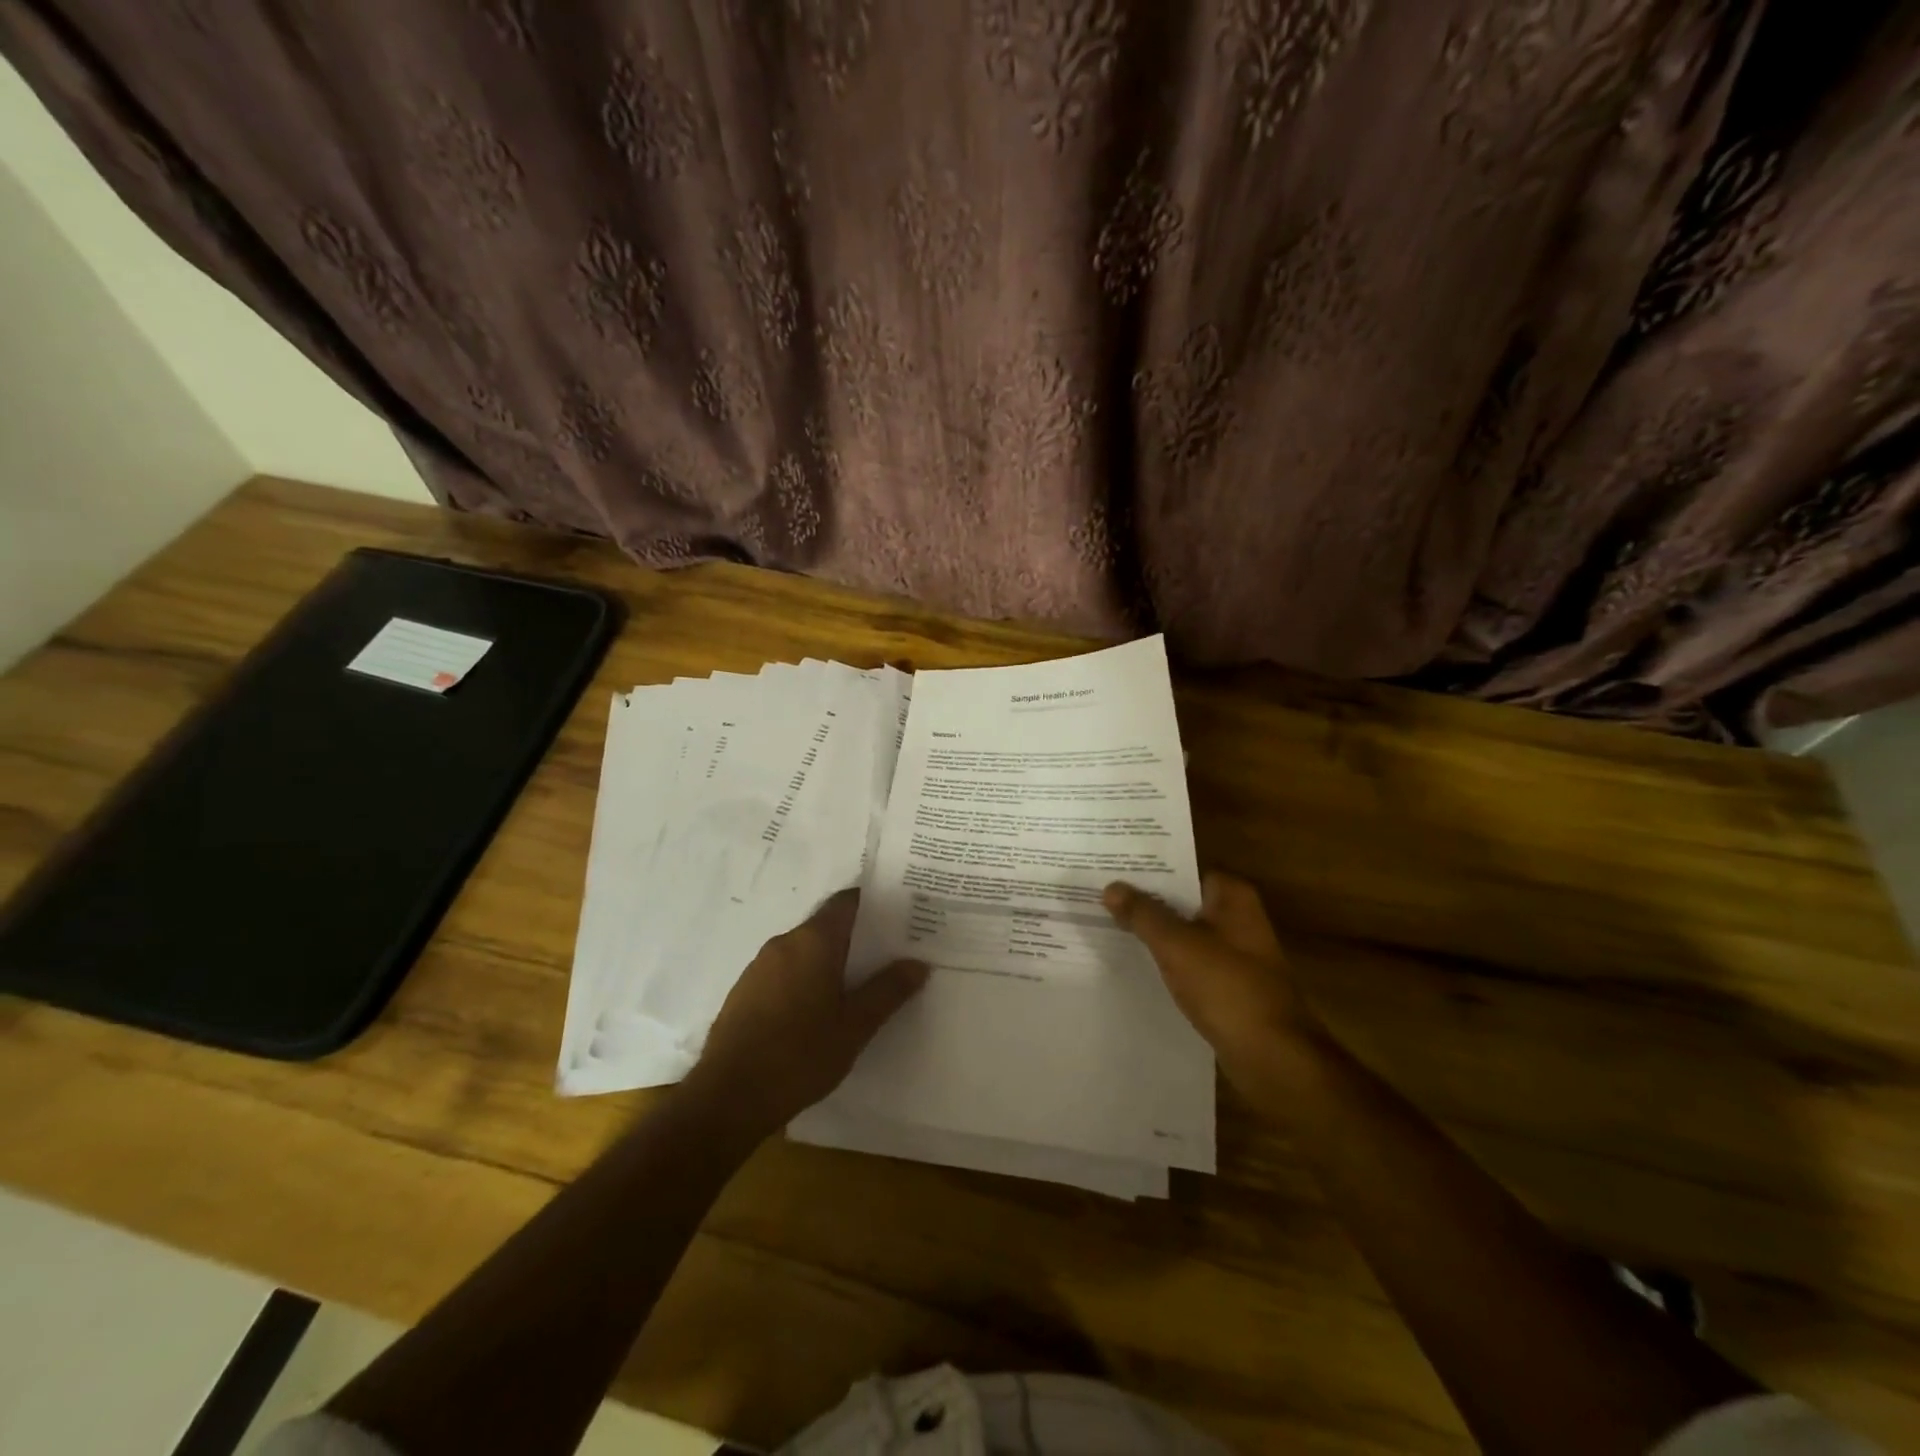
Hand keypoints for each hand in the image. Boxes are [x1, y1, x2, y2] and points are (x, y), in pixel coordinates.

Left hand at [686, 889, 928, 1134]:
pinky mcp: (745, 991)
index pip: (848, 902)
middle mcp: (785, 942)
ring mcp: (759, 966)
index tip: (900, 917)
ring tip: (858, 986)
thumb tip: (917, 963)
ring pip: (805, 950)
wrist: (728, 1097)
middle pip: (827, 925)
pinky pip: (785, 972)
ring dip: (830, 961)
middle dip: (857, 938)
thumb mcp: (855, 1026)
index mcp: (814, 941)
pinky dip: (805, 979)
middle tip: (888, 956)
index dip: (874, 904)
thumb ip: (888, 991)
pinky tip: (818, 1011)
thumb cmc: (800, 1055)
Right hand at [1103, 872, 1319, 1102]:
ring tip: (1105, 925)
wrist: (1273, 1057)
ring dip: (1152, 933)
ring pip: (1183, 933)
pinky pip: (1188, 962)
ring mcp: (1234, 953)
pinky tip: (1133, 964)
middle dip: (1144, 901)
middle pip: (1181, 901)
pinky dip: (1165, 961)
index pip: (1181, 870)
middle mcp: (1237, 918)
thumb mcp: (1177, 945)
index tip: (1110, 870)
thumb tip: (1111, 886)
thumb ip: (1143, 914)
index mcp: (1232, 897)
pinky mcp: (1228, 984)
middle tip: (1098, 896)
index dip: (1146, 870)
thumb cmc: (1228, 989)